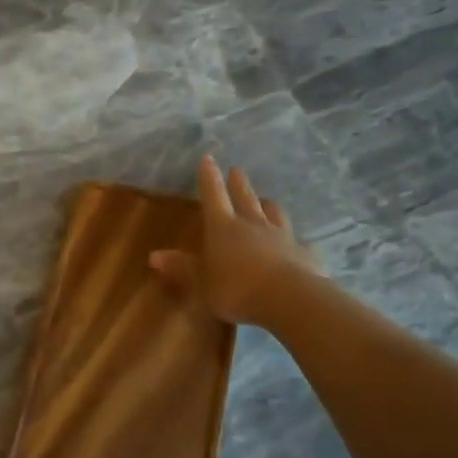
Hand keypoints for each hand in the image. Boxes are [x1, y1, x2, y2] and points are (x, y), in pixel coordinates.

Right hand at [149, 155, 323, 326]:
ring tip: (266, 200)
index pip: (213, 196)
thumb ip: (181, 268)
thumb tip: (154, 256)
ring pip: (275, 214)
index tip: (208, 158)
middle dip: (239, 183)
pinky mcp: (304, 254)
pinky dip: (295, 242)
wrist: (288, 298)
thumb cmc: (235, 289)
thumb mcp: (201, 282)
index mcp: (223, 228)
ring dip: (268, 206)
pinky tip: (298, 244)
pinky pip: (298, 243)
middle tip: (237, 170)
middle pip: (245, 198)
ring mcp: (282, 237)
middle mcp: (253, 225)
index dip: (209, 178)